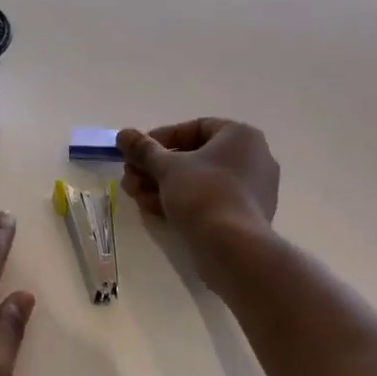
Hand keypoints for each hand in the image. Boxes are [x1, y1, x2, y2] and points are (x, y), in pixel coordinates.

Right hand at [117, 119, 279, 253]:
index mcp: (241, 136)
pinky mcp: (246, 216)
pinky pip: (210, 200)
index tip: (138, 152)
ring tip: (135, 196)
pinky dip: (183, 202)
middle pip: (195, 156)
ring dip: (163, 185)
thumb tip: (123, 134)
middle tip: (130, 176)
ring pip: (199, 181)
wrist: (233, 247)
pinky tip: (153, 210)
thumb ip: (144, 149)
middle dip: (157, 167)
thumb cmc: (203, 193)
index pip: (195, 128)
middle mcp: (253, 158)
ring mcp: (252, 189)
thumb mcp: (167, 167)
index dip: (161, 138)